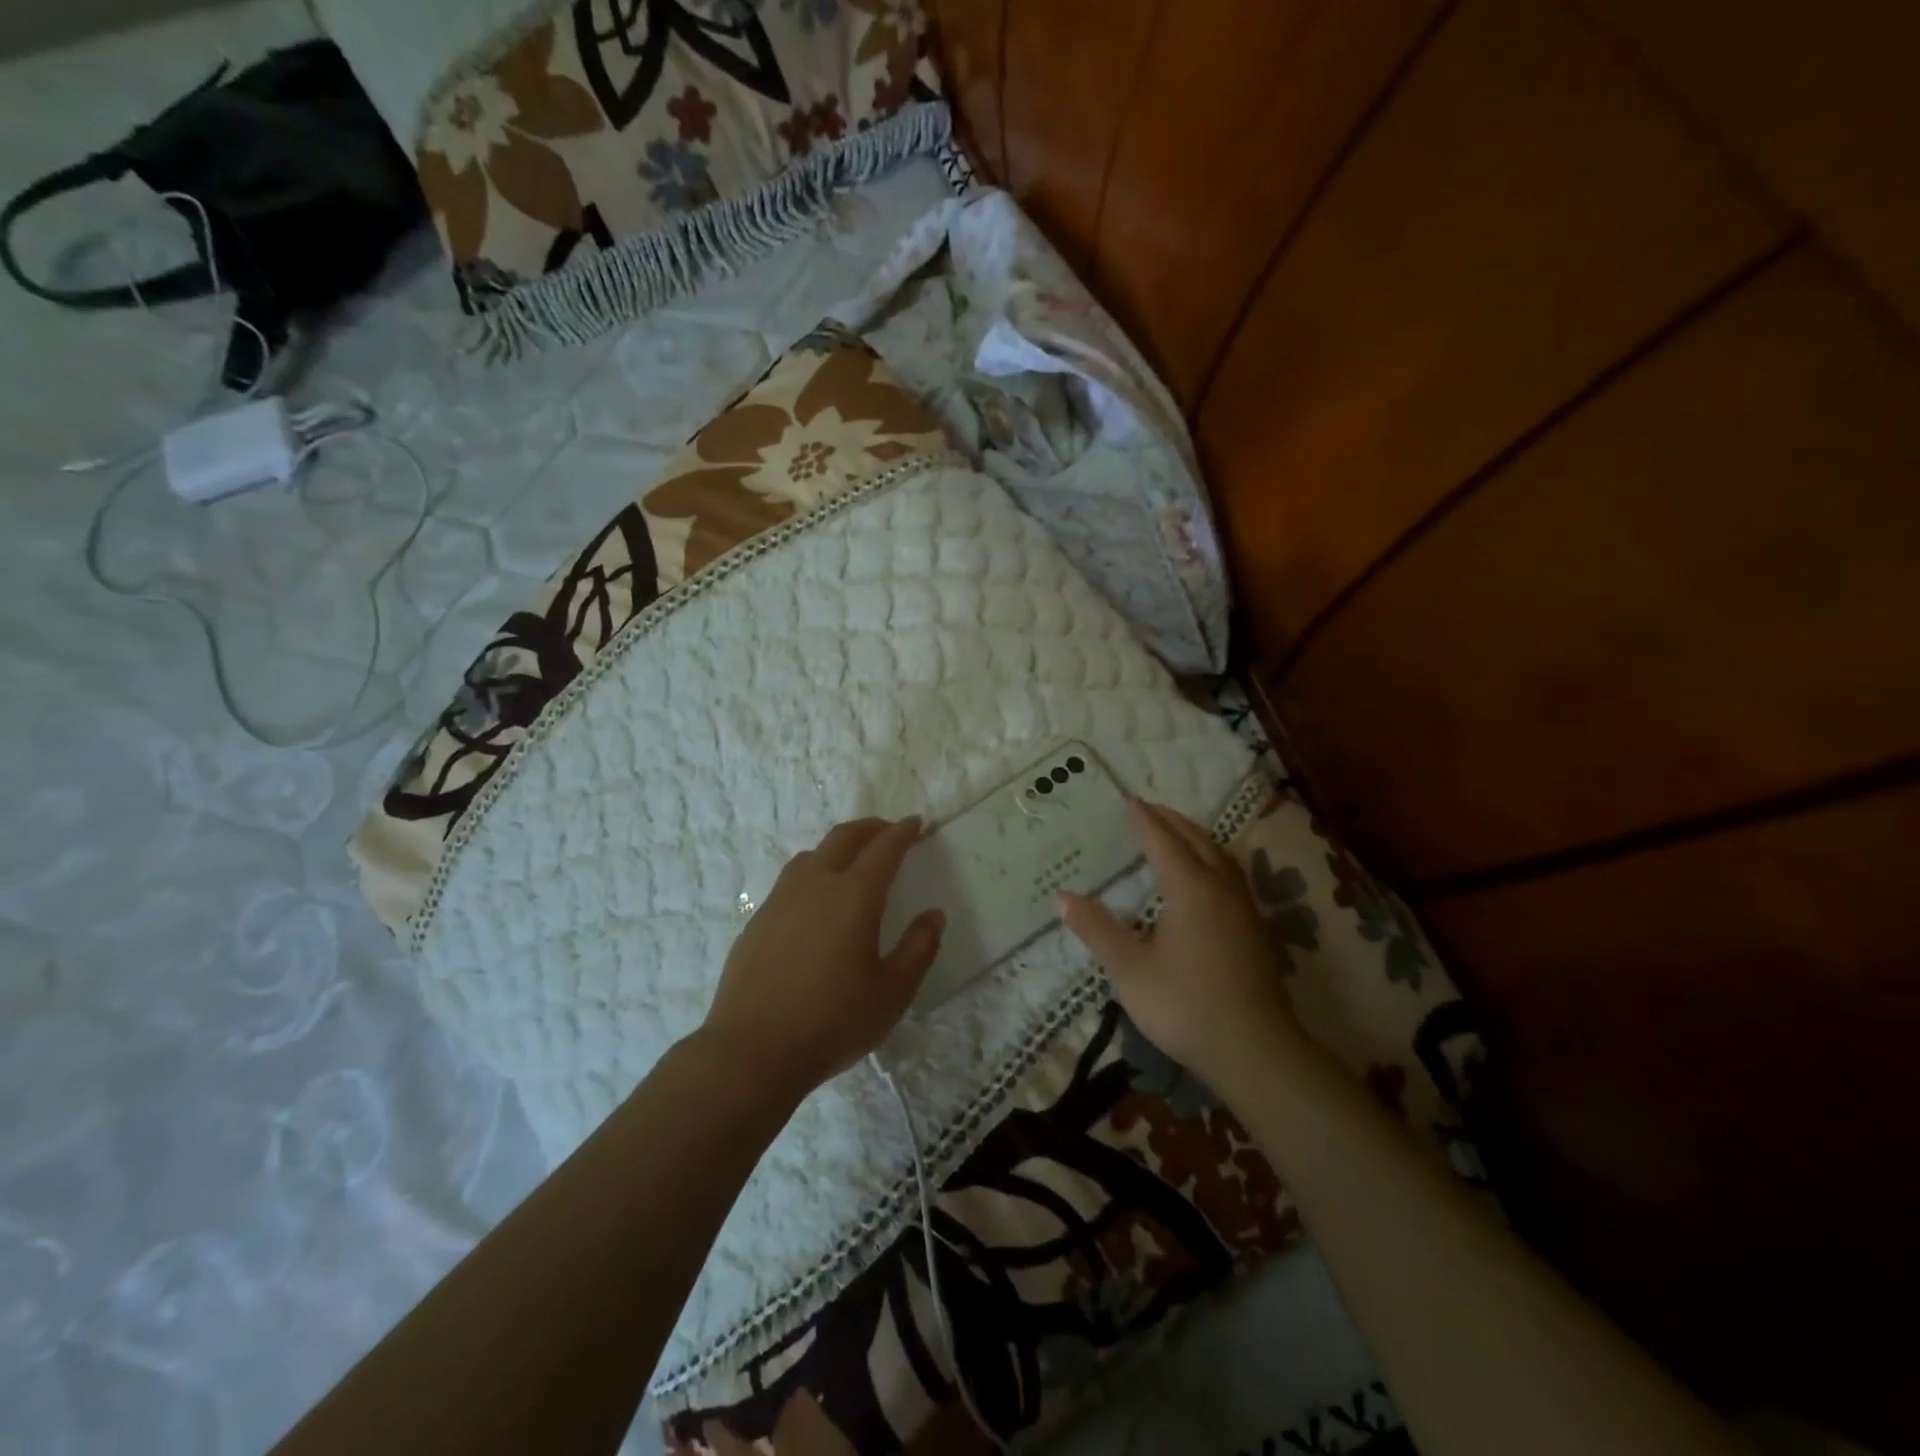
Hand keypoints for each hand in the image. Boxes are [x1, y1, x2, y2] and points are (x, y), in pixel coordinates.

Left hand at [701, 817, 944, 1097]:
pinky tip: (814, 903)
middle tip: (888, 831)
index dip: (902, 832)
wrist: (751, 1051)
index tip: (916, 823)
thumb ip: (918, 949)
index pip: (884, 849)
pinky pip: (790, 881)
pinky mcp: (757, 921)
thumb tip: (933, 915)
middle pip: (843, 838)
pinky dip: (812, 873)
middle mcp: (815, 885)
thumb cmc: (832, 1022)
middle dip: (870, 828)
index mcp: (854, 896)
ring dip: (837, 847)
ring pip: (811, 855)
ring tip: (851, 861)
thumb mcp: (892, 993)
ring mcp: (780, 900)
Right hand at [1058, 799, 1306, 1094]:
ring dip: (1196, 837)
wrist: (1255, 1051)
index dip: (1144, 820)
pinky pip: (1231, 874)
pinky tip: (1206, 878)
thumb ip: (1097, 930)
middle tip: (1149, 808)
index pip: (1163, 842)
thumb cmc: (1185, 1006)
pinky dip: (1212, 858)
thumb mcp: (1130, 970)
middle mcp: (1221, 888)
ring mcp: (1244, 908)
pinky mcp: (1255, 930)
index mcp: (1191, 889)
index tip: (1129, 799)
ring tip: (1177, 832)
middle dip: (1172, 821)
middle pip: (1196, 841)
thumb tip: (1062, 896)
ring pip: (1220, 856)